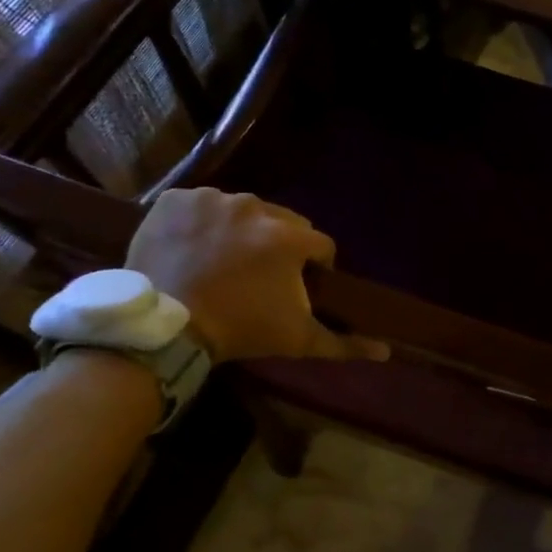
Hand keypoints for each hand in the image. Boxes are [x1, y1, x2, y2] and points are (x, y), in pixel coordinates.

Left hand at [127, 189, 388, 362]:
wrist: (165, 328)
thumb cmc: (241, 329)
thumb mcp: (297, 340)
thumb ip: (344, 343)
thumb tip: (386, 351)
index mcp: (290, 237)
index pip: (320, 245)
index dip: (316, 267)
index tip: (300, 286)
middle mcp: (256, 207)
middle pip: (283, 222)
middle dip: (279, 245)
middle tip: (260, 276)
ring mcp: (212, 200)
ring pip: (241, 211)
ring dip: (240, 231)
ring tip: (223, 262)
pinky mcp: (175, 200)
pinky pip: (199, 205)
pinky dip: (199, 222)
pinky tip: (192, 248)